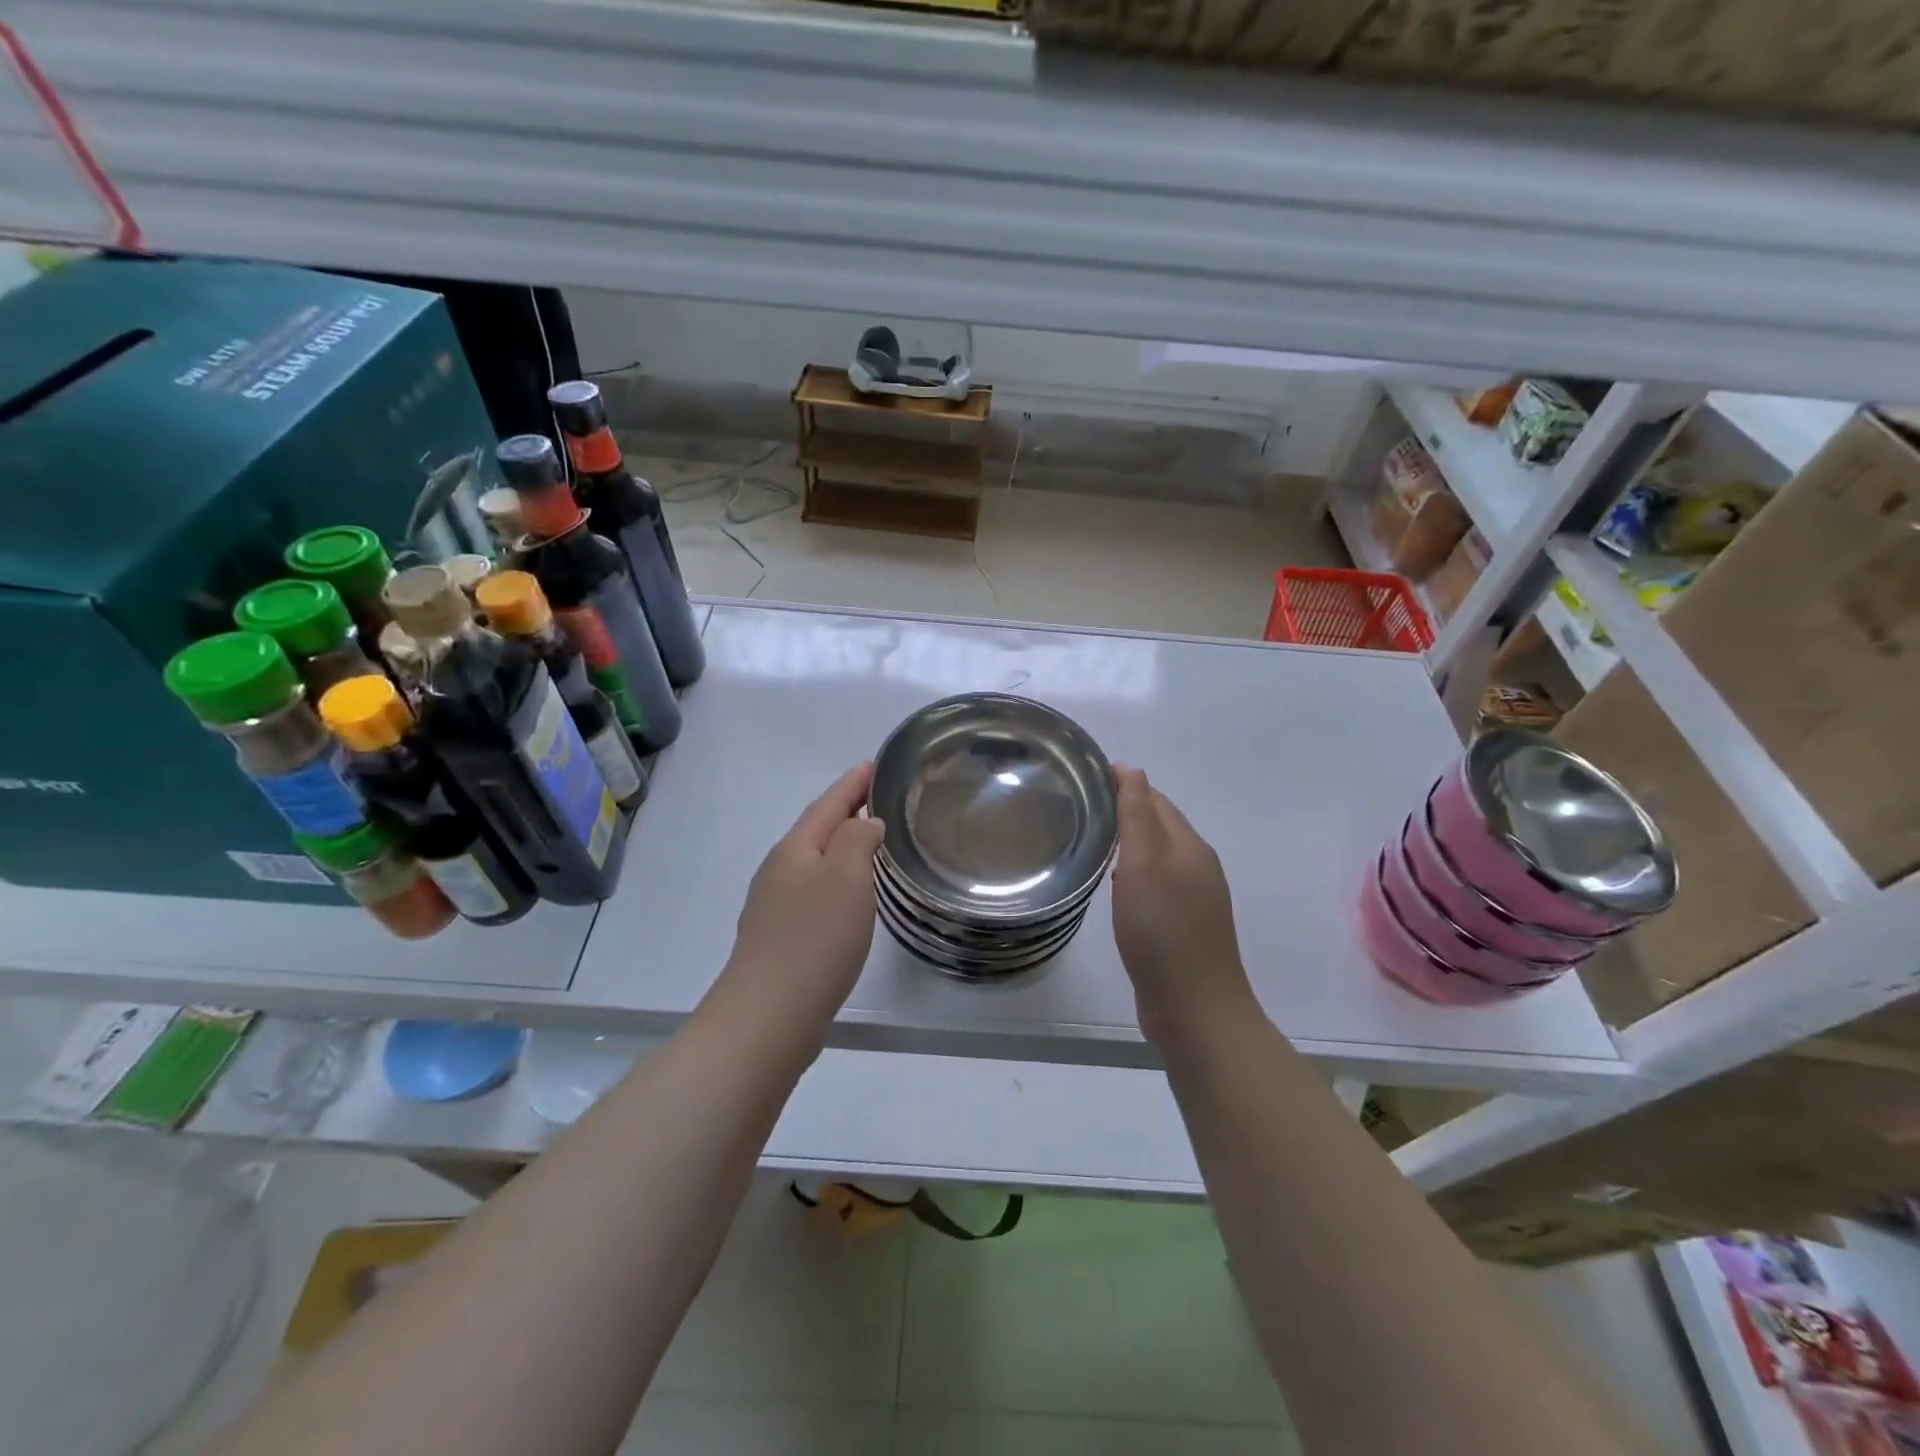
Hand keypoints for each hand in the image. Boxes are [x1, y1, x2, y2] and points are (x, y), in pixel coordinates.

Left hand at [723, 762, 884, 1029]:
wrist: (769, 1014)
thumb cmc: (814, 938)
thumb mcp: (846, 877)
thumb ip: (858, 839)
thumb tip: (865, 824)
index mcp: (795, 849)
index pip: (828, 804)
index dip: (852, 783)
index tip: (873, 764)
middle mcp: (780, 871)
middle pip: (817, 829)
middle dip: (846, 810)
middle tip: (877, 796)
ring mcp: (776, 906)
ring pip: (815, 861)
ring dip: (841, 845)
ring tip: (869, 839)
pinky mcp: (781, 937)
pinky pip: (814, 891)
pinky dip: (836, 879)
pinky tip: (849, 895)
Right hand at [1111, 766, 1257, 1046]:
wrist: (1194, 1007)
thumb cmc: (1163, 929)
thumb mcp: (1144, 864)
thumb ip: (1137, 815)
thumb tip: (1131, 769)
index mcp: (1189, 845)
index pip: (1154, 799)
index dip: (1122, 785)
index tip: (1083, 780)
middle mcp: (1197, 865)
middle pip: (1159, 824)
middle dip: (1125, 810)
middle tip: (1079, 807)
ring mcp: (1194, 898)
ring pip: (1157, 856)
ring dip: (1129, 843)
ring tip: (1091, 841)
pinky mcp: (1183, 925)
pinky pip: (1156, 884)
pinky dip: (1133, 874)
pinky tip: (1114, 886)